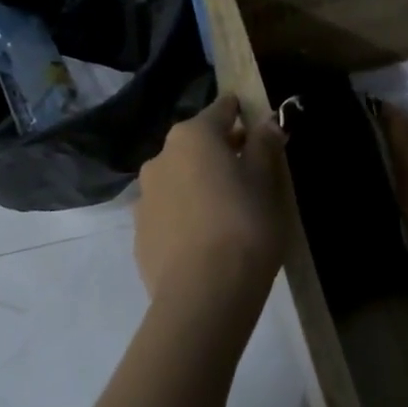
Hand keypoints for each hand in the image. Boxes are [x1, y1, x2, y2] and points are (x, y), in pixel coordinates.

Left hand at [133, 93, 286, 298]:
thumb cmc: (244, 226)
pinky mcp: (140, 235)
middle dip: (219, 151)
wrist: (203, 295)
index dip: (238, 112)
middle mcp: (160, 159)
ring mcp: (144, 198)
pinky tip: (204, 239)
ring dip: (198, 183)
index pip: (220, 110)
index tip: (253, 119)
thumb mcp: (266, 182)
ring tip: (226, 209)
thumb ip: (265, 145)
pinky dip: (185, 215)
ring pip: (177, 179)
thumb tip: (267, 121)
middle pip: (195, 145)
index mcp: (192, 137)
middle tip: (248, 169)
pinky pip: (168, 213)